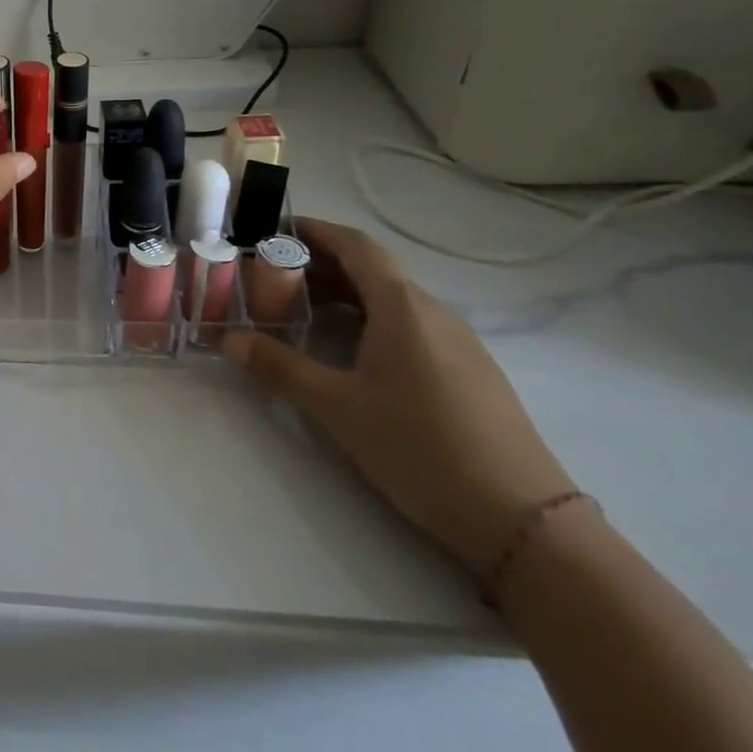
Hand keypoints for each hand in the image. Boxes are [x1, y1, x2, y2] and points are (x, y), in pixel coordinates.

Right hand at [223, 217, 574, 576]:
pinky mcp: (469, 373)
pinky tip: (347, 349)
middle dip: (320, 264)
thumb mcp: (337, 407)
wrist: (525, 523)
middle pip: (373, 270)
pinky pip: (409, 325)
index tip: (274, 228)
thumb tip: (228, 339)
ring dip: (344, 294)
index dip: (316, 231)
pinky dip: (369, 319)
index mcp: (403, 308)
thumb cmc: (421, 448)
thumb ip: (279, 367)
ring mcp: (458, 344)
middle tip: (270, 274)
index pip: (357, 246)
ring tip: (298, 308)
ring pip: (391, 300)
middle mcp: (434, 314)